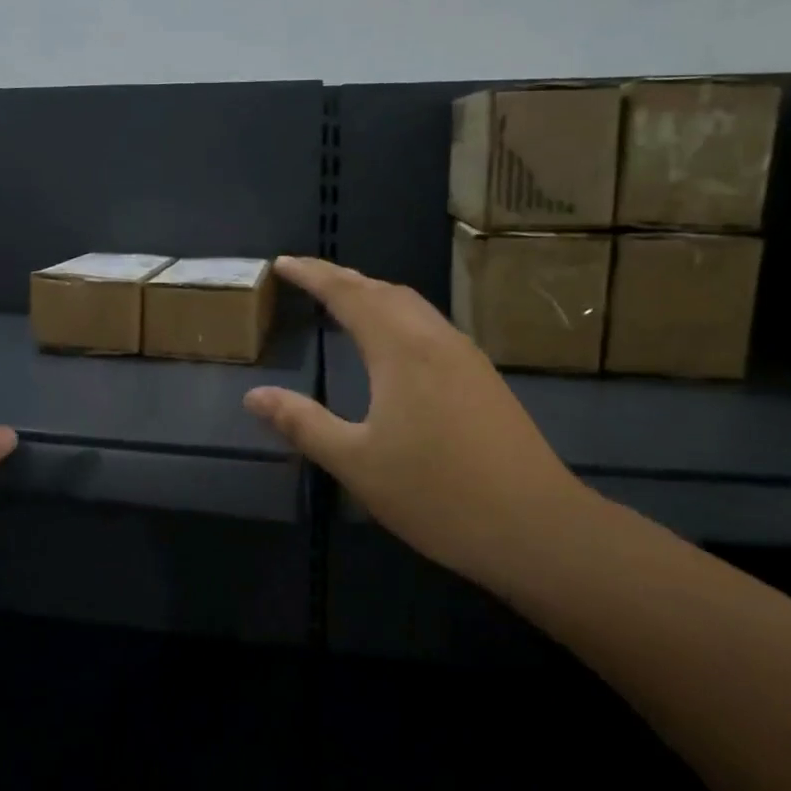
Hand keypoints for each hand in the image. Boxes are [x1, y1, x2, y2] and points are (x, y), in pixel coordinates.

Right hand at [244, 257, 587, 578]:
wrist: (536, 527)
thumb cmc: (436, 494)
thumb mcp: (356, 462)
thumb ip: (303, 423)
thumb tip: (254, 396)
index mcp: (400, 349)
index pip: (347, 294)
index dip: (312, 274)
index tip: (282, 263)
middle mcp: (435, 339)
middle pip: (382, 290)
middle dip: (341, 278)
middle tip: (306, 276)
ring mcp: (465, 357)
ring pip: (412, 306)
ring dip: (373, 294)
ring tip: (343, 301)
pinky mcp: (483, 378)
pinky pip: (429, 326)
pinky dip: (397, 316)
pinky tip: (393, 344)